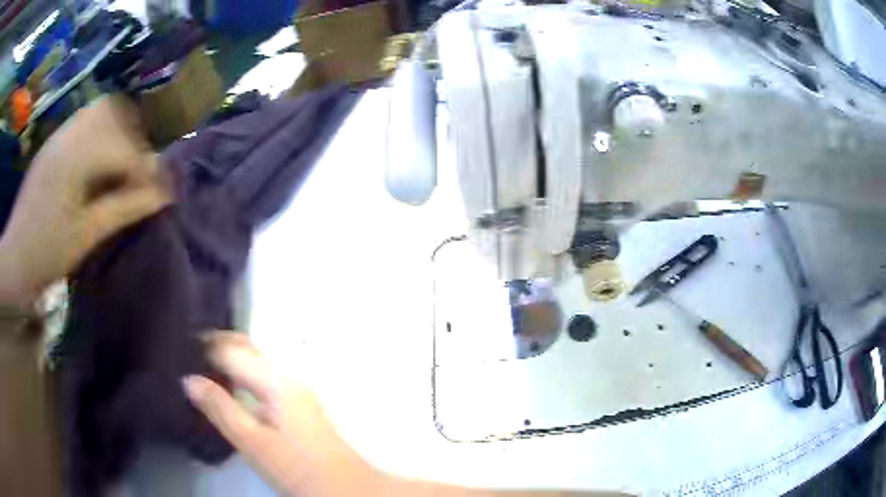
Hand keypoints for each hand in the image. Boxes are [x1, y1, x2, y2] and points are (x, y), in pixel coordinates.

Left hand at [0, 95, 170, 307]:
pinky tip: (98, 159)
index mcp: (75, 157)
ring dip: (117, 128)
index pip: (122, 147)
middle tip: (139, 170)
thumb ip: (124, 209)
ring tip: (121, 161)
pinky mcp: (53, 143)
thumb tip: (163, 194)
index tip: (160, 190)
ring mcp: (59, 134)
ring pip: (99, 110)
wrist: (15, 259)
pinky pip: (84, 120)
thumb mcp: (86, 236)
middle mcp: (68, 134)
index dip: (145, 167)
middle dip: (133, 136)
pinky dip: (100, 131)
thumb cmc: (47, 253)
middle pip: (114, 112)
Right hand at [184, 333, 382, 496]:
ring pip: (258, 363)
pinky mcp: (300, 405)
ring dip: (232, 361)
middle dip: (219, 347)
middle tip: (190, 354)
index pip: (234, 350)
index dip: (207, 346)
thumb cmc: (297, 468)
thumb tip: (189, 380)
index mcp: (277, 381)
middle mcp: (289, 377)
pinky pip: (265, 378)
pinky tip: (232, 390)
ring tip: (204, 369)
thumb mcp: (252, 442)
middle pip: (248, 349)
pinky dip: (245, 377)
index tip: (182, 347)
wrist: (345, 488)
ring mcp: (298, 390)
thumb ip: (219, 408)